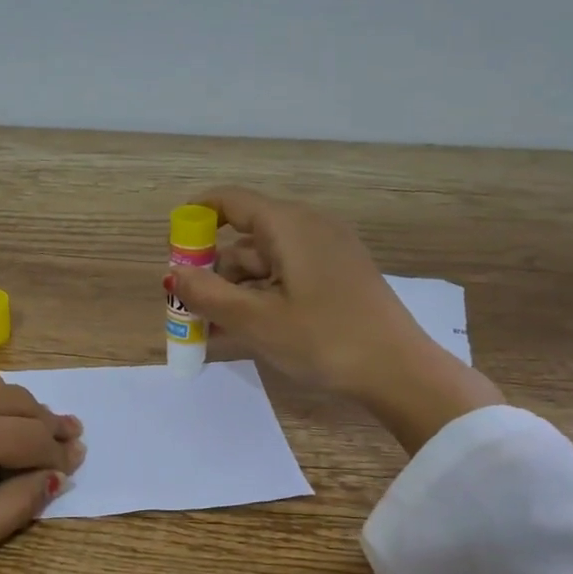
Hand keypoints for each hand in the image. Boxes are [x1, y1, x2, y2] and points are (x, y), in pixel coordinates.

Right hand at [170, 186, 503, 453]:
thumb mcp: (256, 320)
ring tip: (211, 330)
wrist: (400, 372)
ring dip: (234, 291)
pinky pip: (286, 277)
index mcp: (289, 225)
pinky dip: (261, 297)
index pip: (230, 201)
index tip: (172, 247)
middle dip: (212, 271)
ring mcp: (327, 253)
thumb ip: (207, 295)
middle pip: (245, 238)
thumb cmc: (324, 339)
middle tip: (188, 309)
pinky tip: (244, 330)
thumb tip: (173, 274)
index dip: (196, 218)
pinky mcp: (338, 277)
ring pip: (265, 262)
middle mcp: (309, 228)